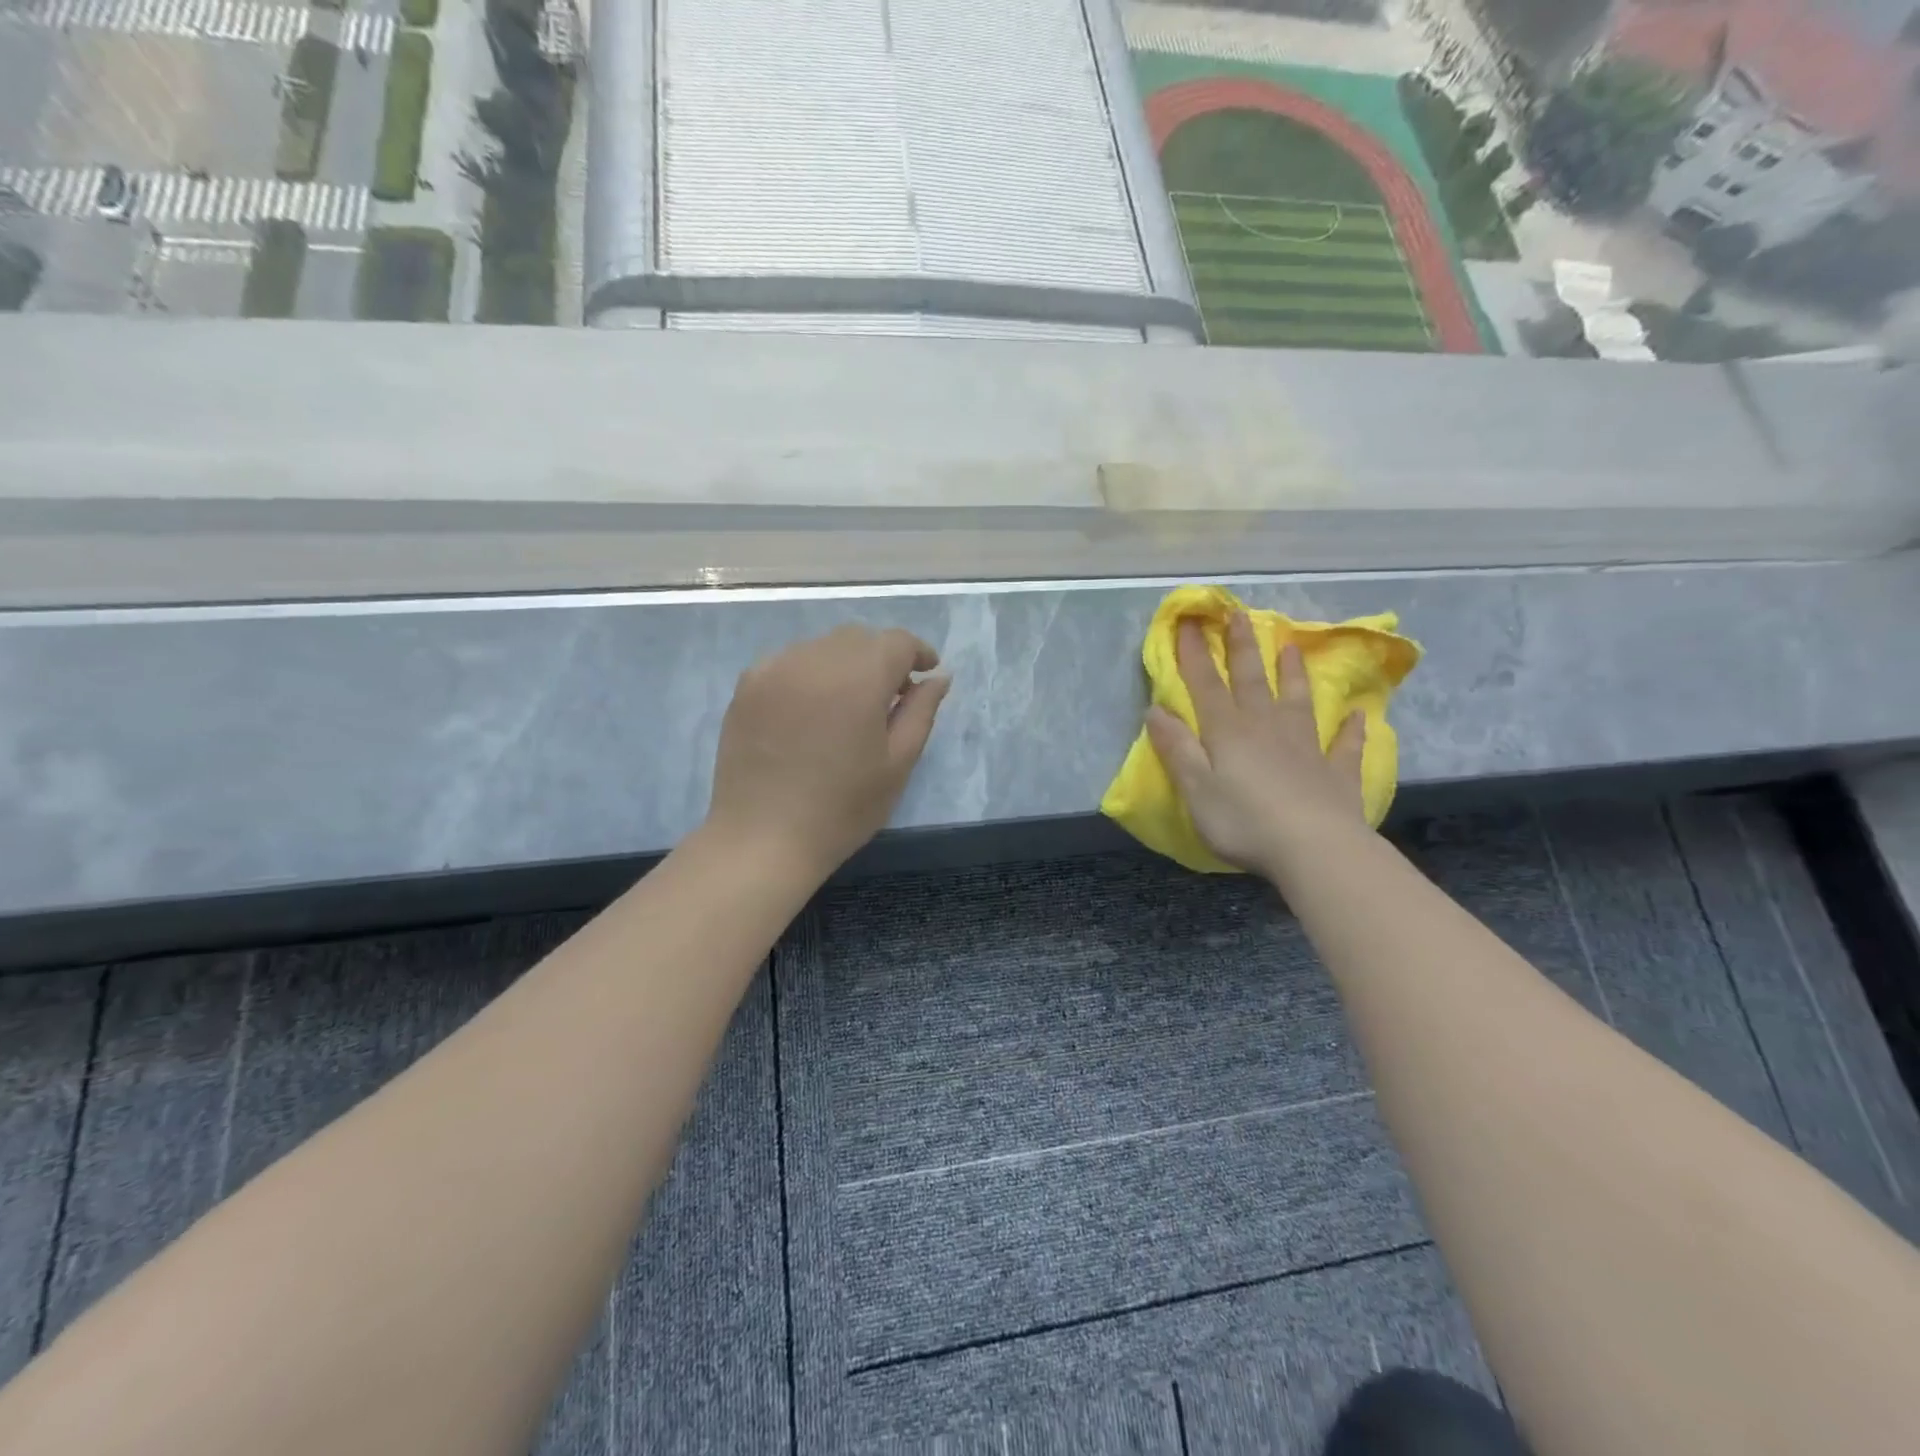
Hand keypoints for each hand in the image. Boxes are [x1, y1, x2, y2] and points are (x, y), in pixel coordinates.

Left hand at [707, 624, 950, 877]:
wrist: (764, 838)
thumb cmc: (842, 808)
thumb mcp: (897, 763)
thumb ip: (921, 711)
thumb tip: (938, 676)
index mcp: (858, 678)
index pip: (896, 641)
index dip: (917, 653)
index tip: (926, 675)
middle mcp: (814, 659)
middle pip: (859, 638)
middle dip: (881, 657)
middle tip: (890, 697)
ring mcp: (775, 669)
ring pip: (822, 646)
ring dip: (845, 663)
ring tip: (847, 705)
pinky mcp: (747, 685)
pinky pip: (790, 661)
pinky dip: (810, 673)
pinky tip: (810, 711)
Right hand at [1145, 612, 1369, 881]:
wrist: (1315, 849)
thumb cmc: (1244, 821)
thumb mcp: (1196, 788)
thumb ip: (1177, 748)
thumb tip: (1156, 710)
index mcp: (1228, 732)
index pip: (1205, 685)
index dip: (1194, 655)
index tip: (1190, 623)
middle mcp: (1267, 729)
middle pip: (1251, 681)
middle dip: (1242, 648)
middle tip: (1240, 615)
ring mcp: (1306, 748)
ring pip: (1297, 701)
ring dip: (1293, 674)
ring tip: (1292, 648)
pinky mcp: (1336, 773)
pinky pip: (1344, 746)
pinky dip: (1351, 730)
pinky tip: (1358, 717)